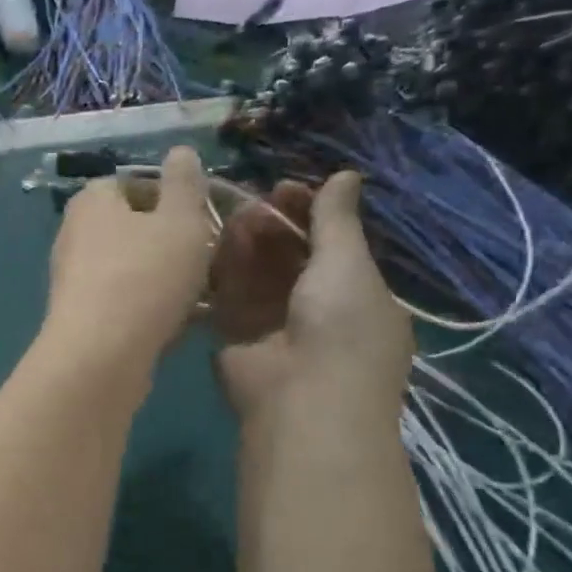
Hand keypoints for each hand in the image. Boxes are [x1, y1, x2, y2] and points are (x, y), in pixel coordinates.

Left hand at [44, 146, 213, 375]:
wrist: (101, 355)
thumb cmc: (145, 276)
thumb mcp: (181, 219)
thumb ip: (185, 183)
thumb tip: (180, 152)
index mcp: (92, 200)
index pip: (135, 183)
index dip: (173, 198)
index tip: (203, 220)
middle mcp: (75, 234)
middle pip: (134, 228)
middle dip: (172, 242)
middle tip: (208, 259)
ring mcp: (73, 279)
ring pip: (131, 268)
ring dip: (165, 278)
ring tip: (202, 295)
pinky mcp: (80, 318)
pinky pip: (124, 302)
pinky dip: (150, 307)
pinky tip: (179, 325)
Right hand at [212, 172, 413, 424]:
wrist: (302, 398)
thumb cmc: (340, 326)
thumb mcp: (348, 264)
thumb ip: (338, 219)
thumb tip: (347, 173)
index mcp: (355, 295)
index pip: (330, 244)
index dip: (309, 214)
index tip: (285, 188)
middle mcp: (314, 308)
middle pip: (289, 256)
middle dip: (274, 226)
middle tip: (255, 204)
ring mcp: (273, 324)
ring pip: (256, 272)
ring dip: (247, 243)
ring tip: (235, 218)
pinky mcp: (235, 336)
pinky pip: (228, 294)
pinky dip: (223, 269)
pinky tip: (216, 244)